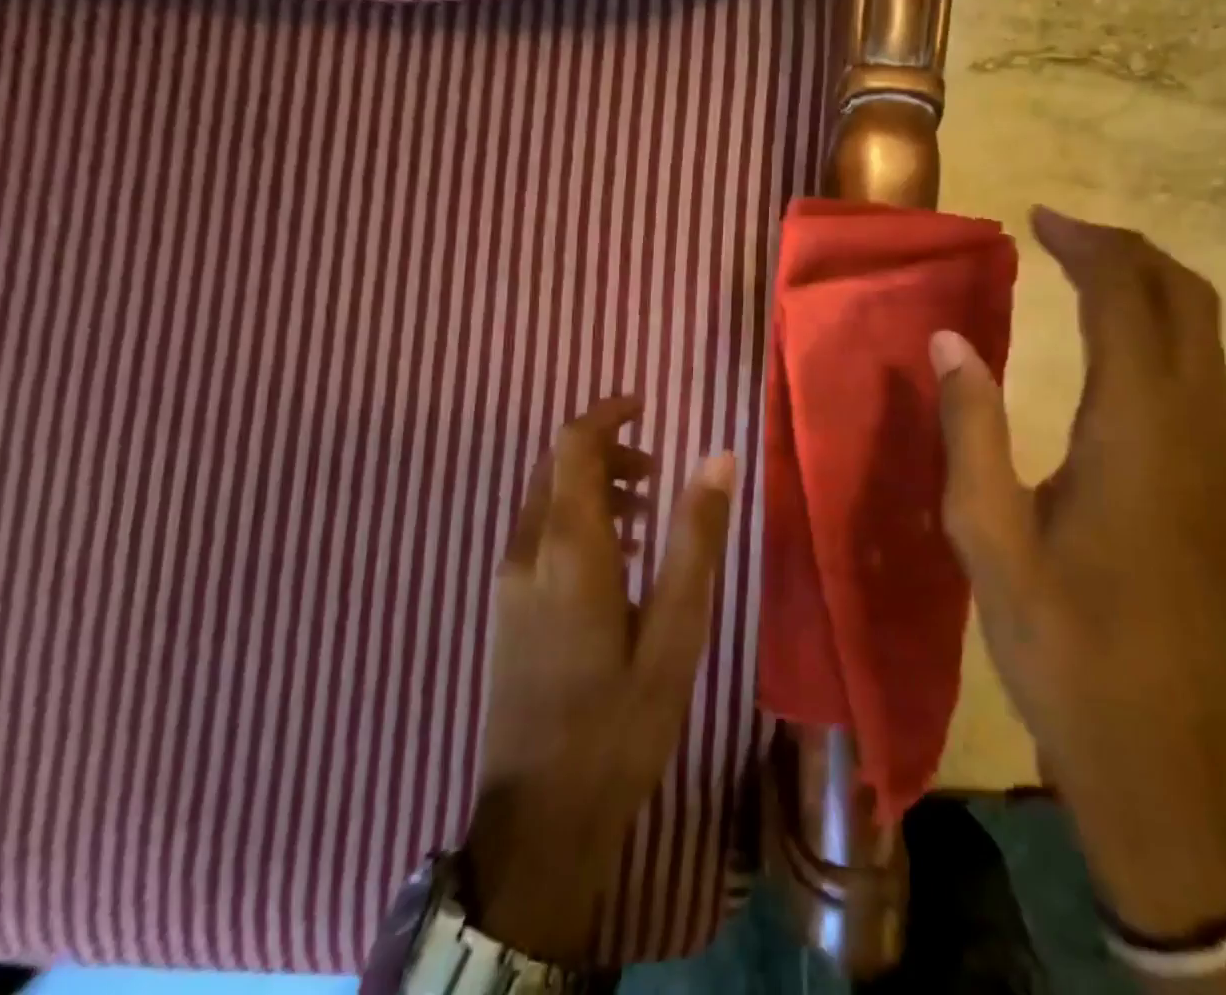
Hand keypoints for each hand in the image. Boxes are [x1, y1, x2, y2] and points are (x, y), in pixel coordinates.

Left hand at [465, 396, 734, 965]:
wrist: (541, 819)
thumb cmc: (619, 721)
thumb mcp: (676, 630)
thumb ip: (695, 538)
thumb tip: (719, 457)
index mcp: (568, 548)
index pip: (572, 447)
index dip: (604, 415)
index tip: (642, 405)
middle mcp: (528, 552)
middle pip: (555, 467)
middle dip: (604, 452)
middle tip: (658, 472)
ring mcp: (509, 582)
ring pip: (545, 501)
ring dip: (592, 487)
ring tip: (647, 516)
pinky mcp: (506, 609)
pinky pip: (539, 534)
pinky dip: (576, 520)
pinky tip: (615, 560)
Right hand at [930, 208, 1225, 938]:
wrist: (1161, 751)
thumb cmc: (1062, 643)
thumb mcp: (988, 538)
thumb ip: (970, 430)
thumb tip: (948, 339)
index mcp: (1138, 433)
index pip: (1127, 300)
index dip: (1086, 246)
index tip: (1038, 217)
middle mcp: (1196, 428)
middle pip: (1186, 298)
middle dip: (1126, 249)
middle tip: (1060, 233)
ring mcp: (1220, 458)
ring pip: (1203, 333)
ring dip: (1146, 285)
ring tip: (1079, 271)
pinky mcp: (1220, 485)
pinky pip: (1201, 372)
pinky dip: (1159, 328)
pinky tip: (1109, 347)